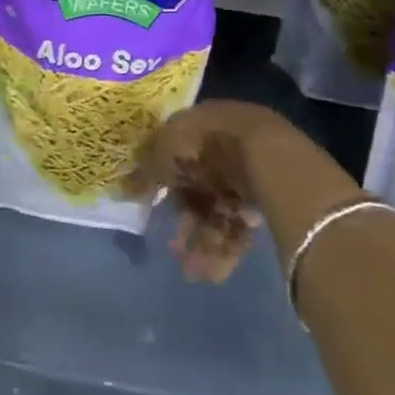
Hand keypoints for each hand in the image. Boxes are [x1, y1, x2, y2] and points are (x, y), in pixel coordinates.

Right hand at [129, 101, 283, 283]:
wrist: (268, 157)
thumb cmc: (206, 146)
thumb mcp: (163, 154)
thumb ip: (145, 171)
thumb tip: (124, 187)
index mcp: (199, 123)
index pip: (176, 151)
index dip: (164, 181)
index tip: (153, 206)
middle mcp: (224, 144)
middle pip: (199, 186)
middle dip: (186, 219)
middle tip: (175, 247)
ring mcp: (249, 171)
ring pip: (219, 209)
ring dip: (204, 240)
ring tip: (195, 271)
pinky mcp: (270, 199)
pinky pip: (241, 223)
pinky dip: (227, 246)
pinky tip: (216, 270)